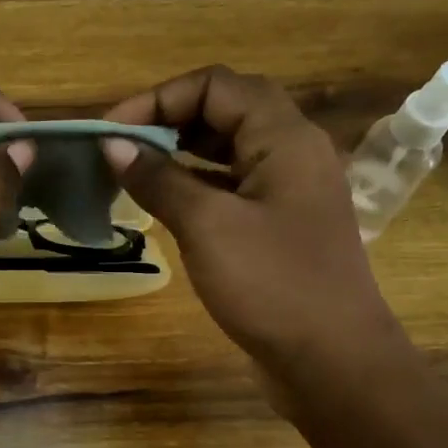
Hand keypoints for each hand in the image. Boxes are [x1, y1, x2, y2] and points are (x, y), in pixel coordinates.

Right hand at [102, 66, 409, 393]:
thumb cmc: (272, 285)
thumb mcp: (207, 226)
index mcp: (285, 137)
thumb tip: (112, 145)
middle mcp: (293, 152)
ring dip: (181, 152)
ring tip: (133, 171)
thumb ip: (158, 179)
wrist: (334, 361)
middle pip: (226, 110)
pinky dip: (197, 184)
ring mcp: (290, 190)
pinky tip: (164, 204)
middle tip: (120, 149)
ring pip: (230, 149)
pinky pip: (234, 186)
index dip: (159, 98)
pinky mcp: (282, 225)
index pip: (216, 85)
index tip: (113, 131)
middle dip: (168, 120)